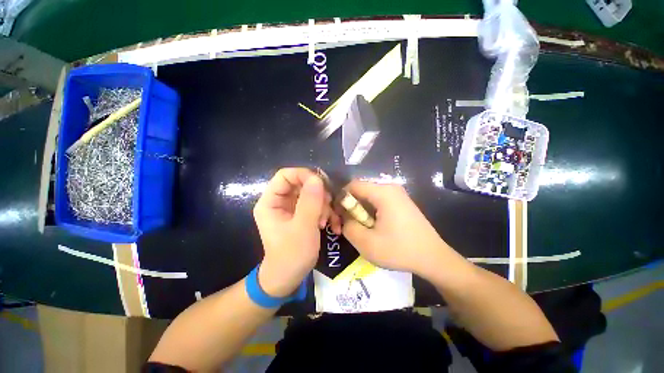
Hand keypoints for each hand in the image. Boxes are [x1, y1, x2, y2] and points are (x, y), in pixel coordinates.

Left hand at [253, 168, 340, 296]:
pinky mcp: (301, 214)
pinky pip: (316, 205)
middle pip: (301, 184)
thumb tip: (317, 178)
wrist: (289, 277)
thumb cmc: (292, 255)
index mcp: (271, 202)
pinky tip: (331, 225)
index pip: (285, 175)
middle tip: (328, 205)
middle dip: (318, 194)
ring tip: (328, 221)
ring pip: (311, 194)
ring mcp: (291, 208)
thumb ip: (310, 202)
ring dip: (324, 205)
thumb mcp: (303, 228)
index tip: (322, 184)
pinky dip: (325, 212)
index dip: (303, 175)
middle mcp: (280, 201)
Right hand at [342, 181, 459, 276]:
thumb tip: (344, 217)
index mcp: (383, 192)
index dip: (341, 199)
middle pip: (360, 191)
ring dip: (360, 212)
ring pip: (368, 197)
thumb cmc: (400, 250)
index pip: (352, 185)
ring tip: (360, 229)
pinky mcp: (400, 202)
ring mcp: (397, 195)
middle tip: (347, 226)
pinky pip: (378, 202)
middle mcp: (390, 188)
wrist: (434, 258)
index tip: (338, 216)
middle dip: (350, 207)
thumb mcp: (366, 243)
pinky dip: (370, 213)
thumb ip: (347, 226)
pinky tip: (373, 227)